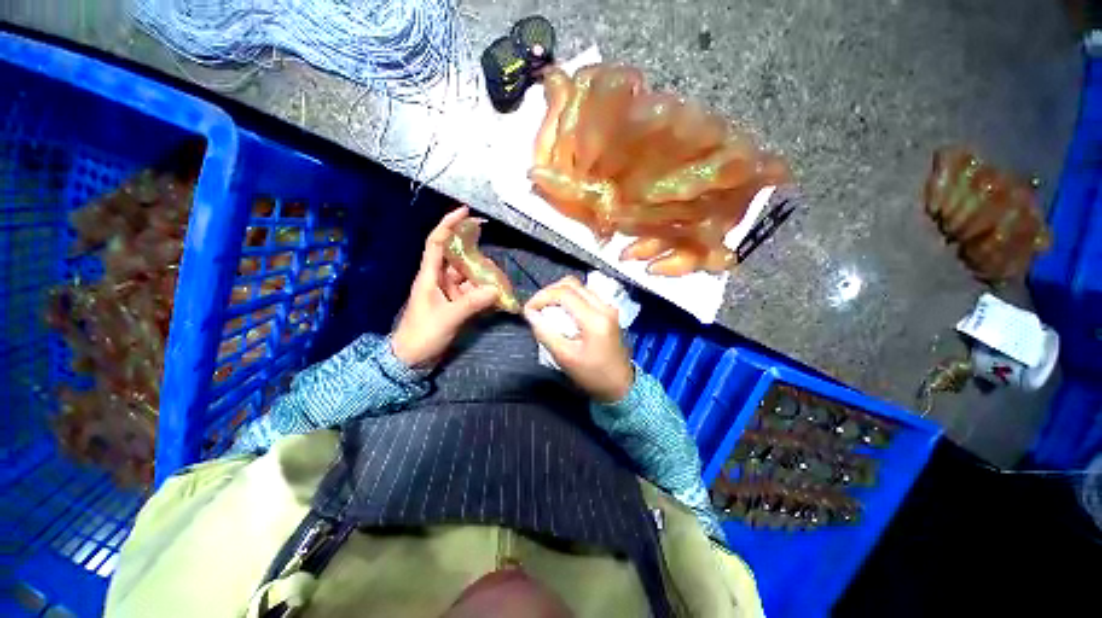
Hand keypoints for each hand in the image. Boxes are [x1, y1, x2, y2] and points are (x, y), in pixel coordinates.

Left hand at [391, 207, 498, 367]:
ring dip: (484, 277)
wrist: (412, 359)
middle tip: (495, 257)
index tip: (466, 213)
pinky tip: (497, 295)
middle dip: (476, 254)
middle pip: (458, 258)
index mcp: (429, 276)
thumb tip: (494, 289)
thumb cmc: (422, 335)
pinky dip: (484, 292)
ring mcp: (449, 292)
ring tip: (500, 281)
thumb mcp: (447, 318)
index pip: (437, 243)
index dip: (449, 226)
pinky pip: (473, 292)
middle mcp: (439, 280)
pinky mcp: (456, 304)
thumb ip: (471, 303)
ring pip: (469, 276)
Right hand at [524, 276, 633, 402]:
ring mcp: (608, 307)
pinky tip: (561, 312)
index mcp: (595, 319)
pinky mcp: (608, 311)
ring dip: (559, 293)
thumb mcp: (564, 357)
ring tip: (545, 309)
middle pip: (571, 284)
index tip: (528, 309)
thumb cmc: (592, 375)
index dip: (541, 296)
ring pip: (579, 287)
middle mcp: (604, 306)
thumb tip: (530, 314)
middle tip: (536, 307)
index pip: (564, 293)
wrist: (620, 385)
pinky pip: (585, 295)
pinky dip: (569, 298)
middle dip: (549, 292)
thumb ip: (545, 333)